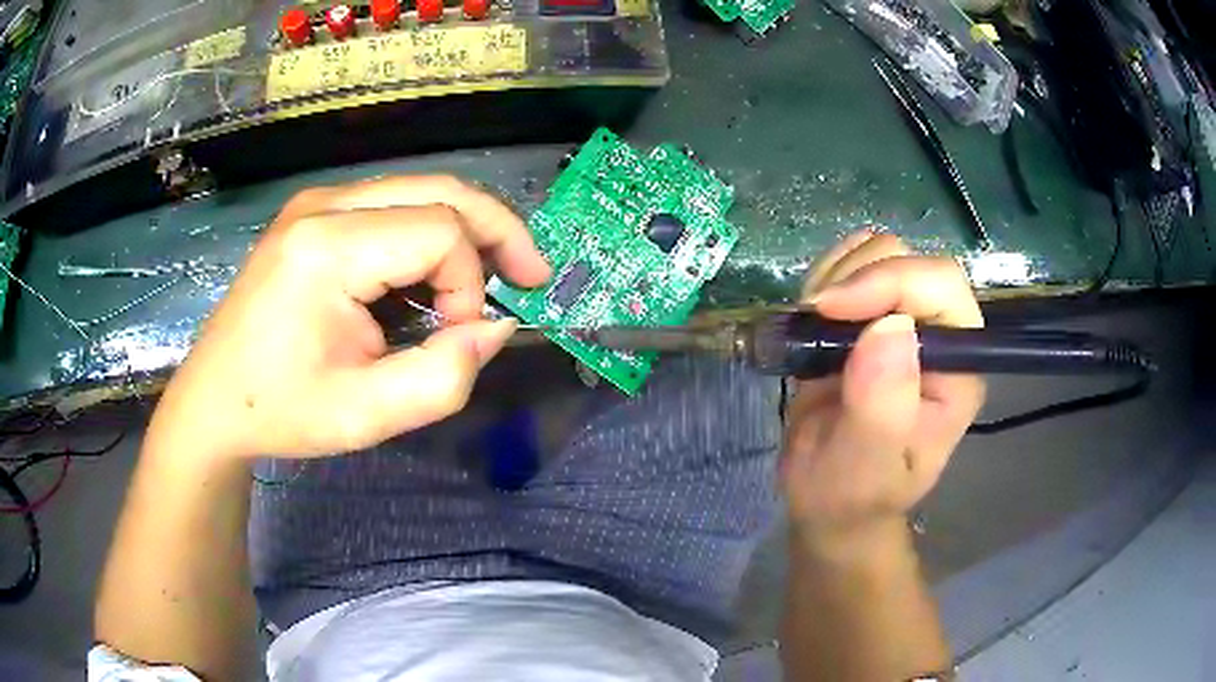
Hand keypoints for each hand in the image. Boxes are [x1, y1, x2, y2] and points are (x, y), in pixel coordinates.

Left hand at [151, 175, 549, 459]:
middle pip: (440, 190)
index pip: (440, 232)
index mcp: (327, 246)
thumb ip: (444, 377)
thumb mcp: (366, 417)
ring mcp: (316, 203)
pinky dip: (428, 235)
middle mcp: (324, 205)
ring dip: (464, 232)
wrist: (214, 400)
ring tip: (488, 280)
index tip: (458, 338)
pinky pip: (392, 206)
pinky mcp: (314, 215)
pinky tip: (431, 276)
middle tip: (531, 276)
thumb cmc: (281, 410)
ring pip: (421, 191)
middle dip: (495, 232)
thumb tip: (497, 328)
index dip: (469, 284)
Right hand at [781, 230, 984, 556]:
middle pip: (910, 260)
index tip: (829, 308)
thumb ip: (883, 408)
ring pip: (878, 252)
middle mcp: (938, 335)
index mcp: (958, 367)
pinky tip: (812, 316)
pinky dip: (826, 277)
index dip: (889, 282)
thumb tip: (890, 327)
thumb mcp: (865, 468)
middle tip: (814, 320)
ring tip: (812, 325)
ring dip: (837, 275)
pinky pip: (851, 265)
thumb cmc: (853, 495)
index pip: (941, 287)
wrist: (830, 501)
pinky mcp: (870, 317)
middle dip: (856, 278)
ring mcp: (904, 322)